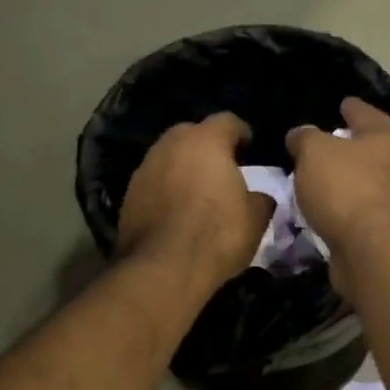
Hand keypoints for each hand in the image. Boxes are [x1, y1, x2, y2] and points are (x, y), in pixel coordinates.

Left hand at [117, 113, 270, 290]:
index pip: (228, 121)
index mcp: (206, 141)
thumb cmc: (217, 235)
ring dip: (183, 167)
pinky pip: (154, 182)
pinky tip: (175, 211)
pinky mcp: (128, 194)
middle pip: (193, 133)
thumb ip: (261, 197)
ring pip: (169, 157)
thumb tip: (259, 195)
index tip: (250, 149)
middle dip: (208, 147)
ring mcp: (145, 167)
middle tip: (222, 169)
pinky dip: (166, 189)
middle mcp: (171, 144)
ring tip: (197, 191)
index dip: (242, 134)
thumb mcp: (256, 218)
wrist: (163, 268)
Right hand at [286, 98, 389, 303]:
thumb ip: (305, 138)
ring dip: (341, 182)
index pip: (364, 112)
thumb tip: (300, 136)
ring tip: (311, 180)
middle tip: (316, 146)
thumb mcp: (315, 152)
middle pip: (367, 149)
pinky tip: (320, 211)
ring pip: (361, 183)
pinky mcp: (383, 232)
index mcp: (387, 136)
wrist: (374, 252)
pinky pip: (355, 212)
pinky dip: (340, 210)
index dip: (350, 106)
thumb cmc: (347, 189)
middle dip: (345, 147)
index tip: (340, 103)